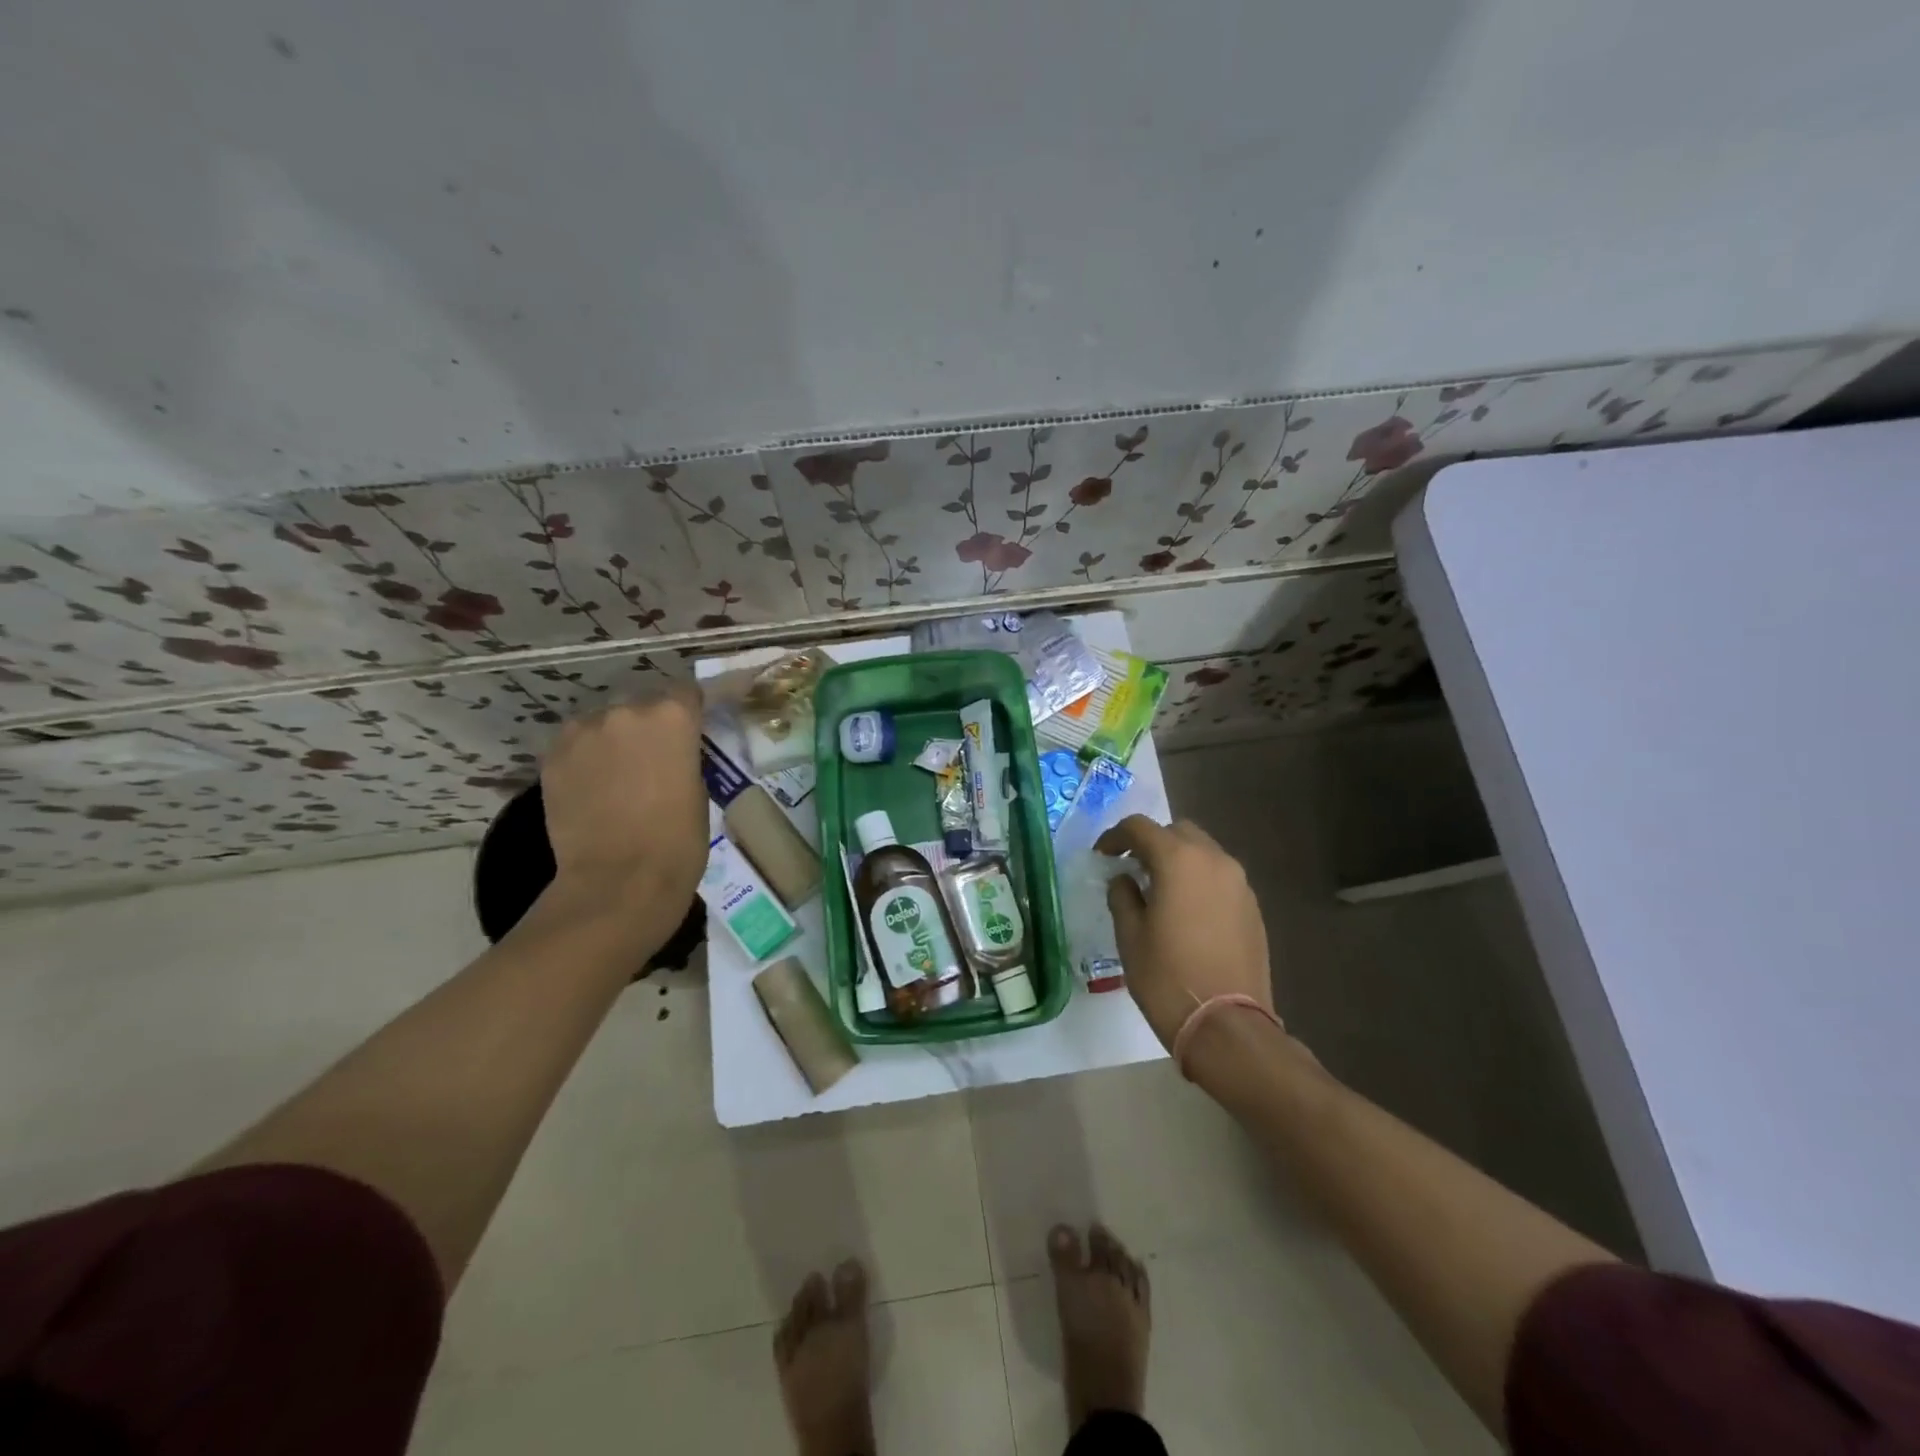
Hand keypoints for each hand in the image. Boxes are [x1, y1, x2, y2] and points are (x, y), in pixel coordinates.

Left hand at [539, 685, 707, 926]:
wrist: (618, 881)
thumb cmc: (678, 841)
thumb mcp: (698, 789)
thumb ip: (683, 756)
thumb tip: (671, 752)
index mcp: (672, 717)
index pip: (686, 693)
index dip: (690, 711)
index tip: (692, 730)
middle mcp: (626, 711)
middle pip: (641, 704)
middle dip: (649, 725)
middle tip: (654, 758)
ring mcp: (583, 732)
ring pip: (604, 723)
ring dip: (614, 739)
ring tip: (618, 774)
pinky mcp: (552, 757)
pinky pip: (576, 745)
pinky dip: (587, 758)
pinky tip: (593, 787)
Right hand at [1096, 815, 1274, 1050]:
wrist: (1227, 1025)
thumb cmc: (1167, 977)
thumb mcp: (1130, 936)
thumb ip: (1123, 896)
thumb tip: (1125, 879)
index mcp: (1179, 860)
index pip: (1140, 827)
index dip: (1116, 836)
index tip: (1102, 856)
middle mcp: (1214, 860)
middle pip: (1178, 831)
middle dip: (1151, 843)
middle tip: (1131, 868)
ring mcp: (1239, 883)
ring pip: (1203, 852)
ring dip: (1178, 860)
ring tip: (1159, 890)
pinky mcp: (1252, 907)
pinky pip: (1220, 877)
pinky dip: (1199, 880)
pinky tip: (1186, 911)